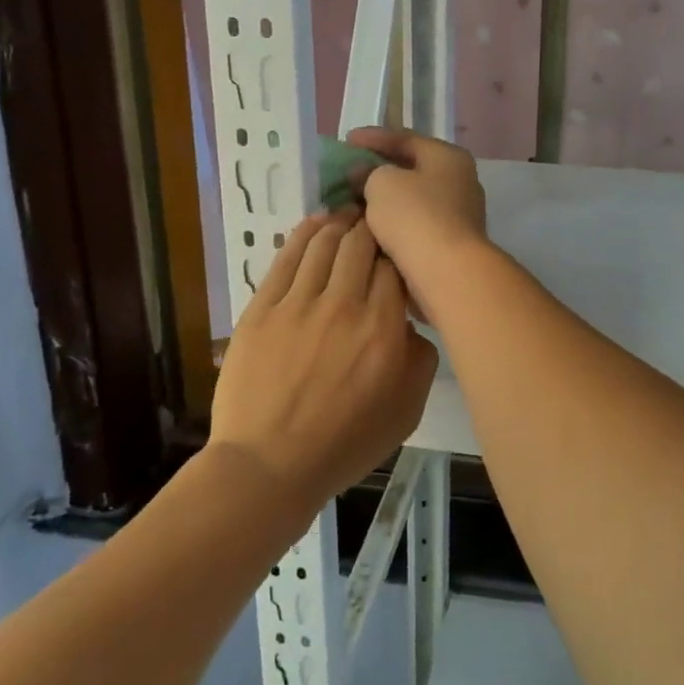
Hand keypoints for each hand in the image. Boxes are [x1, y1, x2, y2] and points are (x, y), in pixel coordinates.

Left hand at [209, 212, 437, 500]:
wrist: (268, 466)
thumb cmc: (344, 443)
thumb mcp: (407, 410)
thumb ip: (421, 358)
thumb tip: (410, 322)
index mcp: (382, 329)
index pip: (396, 267)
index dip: (400, 251)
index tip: (401, 251)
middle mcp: (343, 306)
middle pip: (362, 244)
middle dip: (372, 228)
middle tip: (376, 225)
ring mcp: (298, 304)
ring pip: (324, 242)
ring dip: (340, 223)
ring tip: (348, 217)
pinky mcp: (262, 308)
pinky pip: (286, 258)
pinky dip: (304, 233)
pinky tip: (316, 223)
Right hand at [344, 128, 487, 312]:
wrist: (447, 272)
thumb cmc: (415, 216)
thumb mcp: (382, 183)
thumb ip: (368, 172)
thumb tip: (363, 172)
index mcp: (449, 157)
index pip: (406, 138)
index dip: (374, 137)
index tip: (346, 140)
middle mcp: (460, 181)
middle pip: (412, 169)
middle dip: (379, 170)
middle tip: (348, 172)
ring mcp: (459, 214)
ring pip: (413, 199)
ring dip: (385, 199)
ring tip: (353, 200)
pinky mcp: (451, 243)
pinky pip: (416, 224)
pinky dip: (394, 222)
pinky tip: (370, 226)